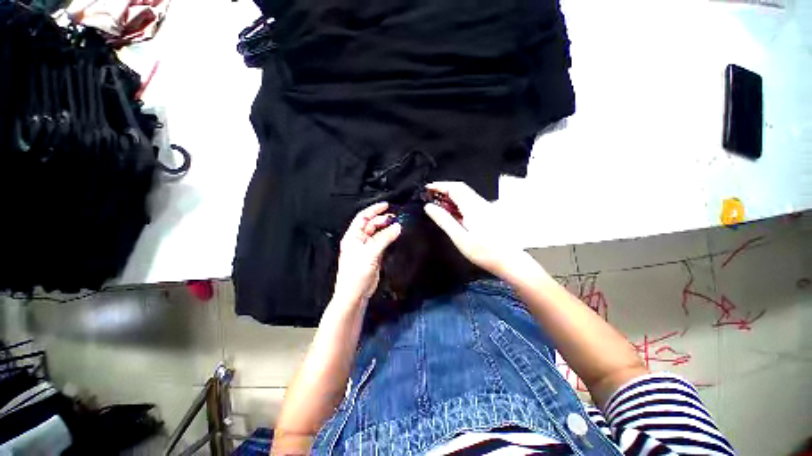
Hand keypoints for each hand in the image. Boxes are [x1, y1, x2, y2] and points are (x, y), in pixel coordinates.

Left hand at [334, 202, 401, 304]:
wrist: (355, 294)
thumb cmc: (355, 275)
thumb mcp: (370, 254)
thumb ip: (384, 239)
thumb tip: (397, 227)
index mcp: (353, 237)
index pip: (363, 218)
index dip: (374, 210)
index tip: (386, 206)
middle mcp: (359, 240)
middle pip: (372, 225)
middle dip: (383, 220)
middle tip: (396, 218)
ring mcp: (367, 248)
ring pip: (378, 233)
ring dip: (387, 229)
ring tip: (398, 225)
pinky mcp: (374, 255)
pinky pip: (382, 242)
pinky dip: (389, 238)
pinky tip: (396, 236)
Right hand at [423, 182, 525, 277]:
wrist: (509, 261)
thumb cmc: (486, 253)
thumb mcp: (460, 238)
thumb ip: (444, 220)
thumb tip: (430, 208)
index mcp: (473, 207)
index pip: (455, 188)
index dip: (440, 185)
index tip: (428, 188)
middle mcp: (480, 204)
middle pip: (460, 190)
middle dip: (444, 191)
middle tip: (430, 198)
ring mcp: (485, 209)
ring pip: (464, 196)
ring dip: (450, 198)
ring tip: (438, 206)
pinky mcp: (487, 215)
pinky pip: (469, 204)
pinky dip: (457, 205)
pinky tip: (452, 214)